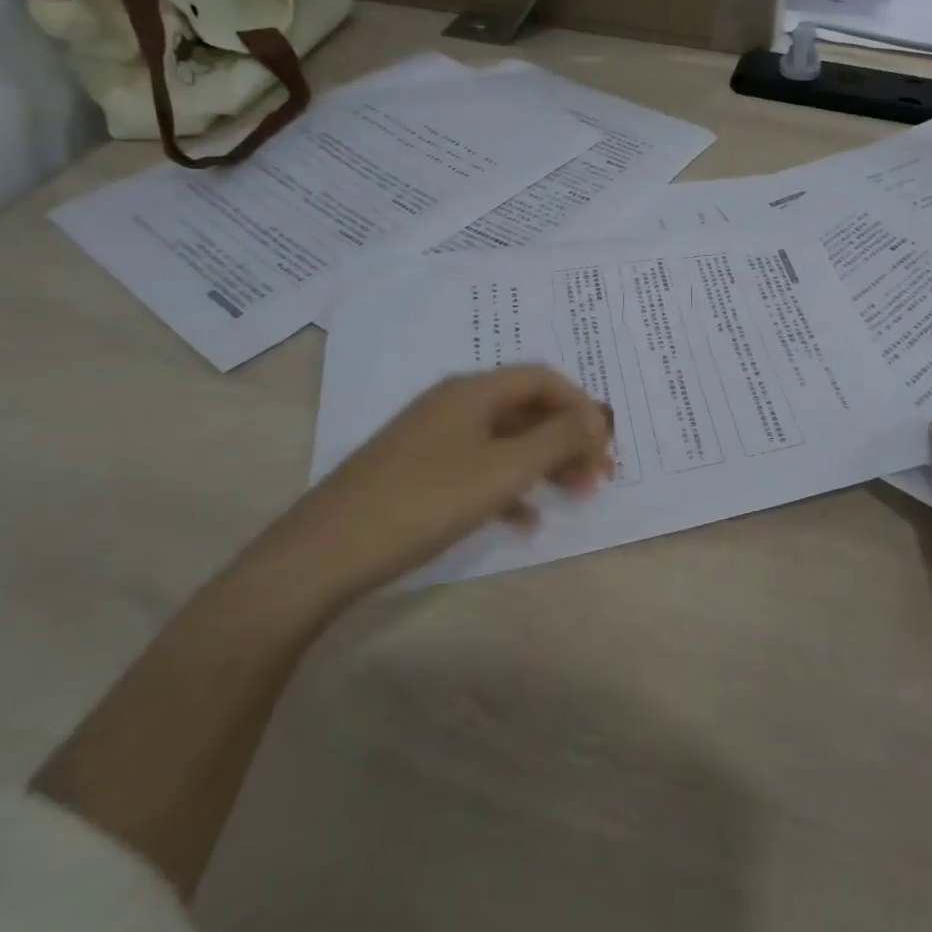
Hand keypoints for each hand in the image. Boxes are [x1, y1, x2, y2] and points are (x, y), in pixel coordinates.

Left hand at [274, 366, 614, 600]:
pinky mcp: (418, 472)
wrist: (325, 552)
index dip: (581, 405)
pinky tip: (525, 522)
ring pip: (505, 441)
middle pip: (526, 409)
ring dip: (544, 464)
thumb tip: (598, 418)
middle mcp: (454, 404)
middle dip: (568, 438)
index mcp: (474, 391)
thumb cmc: (425, 501)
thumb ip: (557, 440)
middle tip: (599, 476)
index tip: (606, 444)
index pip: (543, 378)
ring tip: (574, 497)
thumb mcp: (503, 470)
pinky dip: (509, 488)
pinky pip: (478, 468)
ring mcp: (433, 438)